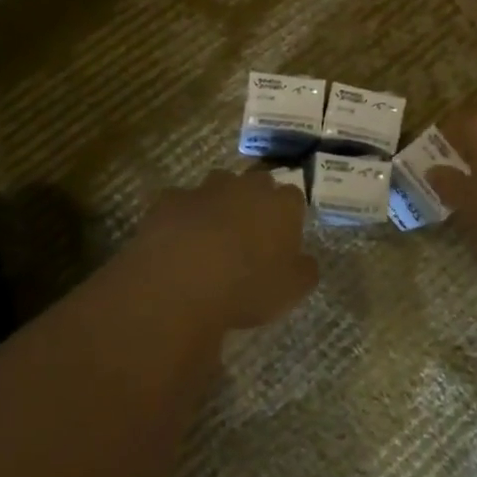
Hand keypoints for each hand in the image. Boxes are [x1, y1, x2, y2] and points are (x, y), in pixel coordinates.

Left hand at [128, 169, 317, 331]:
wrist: (179, 284)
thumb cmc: (245, 288)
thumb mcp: (291, 292)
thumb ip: (305, 271)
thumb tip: (306, 261)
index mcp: (281, 204)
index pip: (293, 198)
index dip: (288, 218)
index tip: (281, 240)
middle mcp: (245, 186)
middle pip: (256, 184)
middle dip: (254, 203)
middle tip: (248, 237)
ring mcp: (205, 189)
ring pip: (217, 187)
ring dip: (218, 205)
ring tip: (211, 239)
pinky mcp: (170, 199)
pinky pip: (180, 203)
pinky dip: (182, 217)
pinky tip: (177, 243)